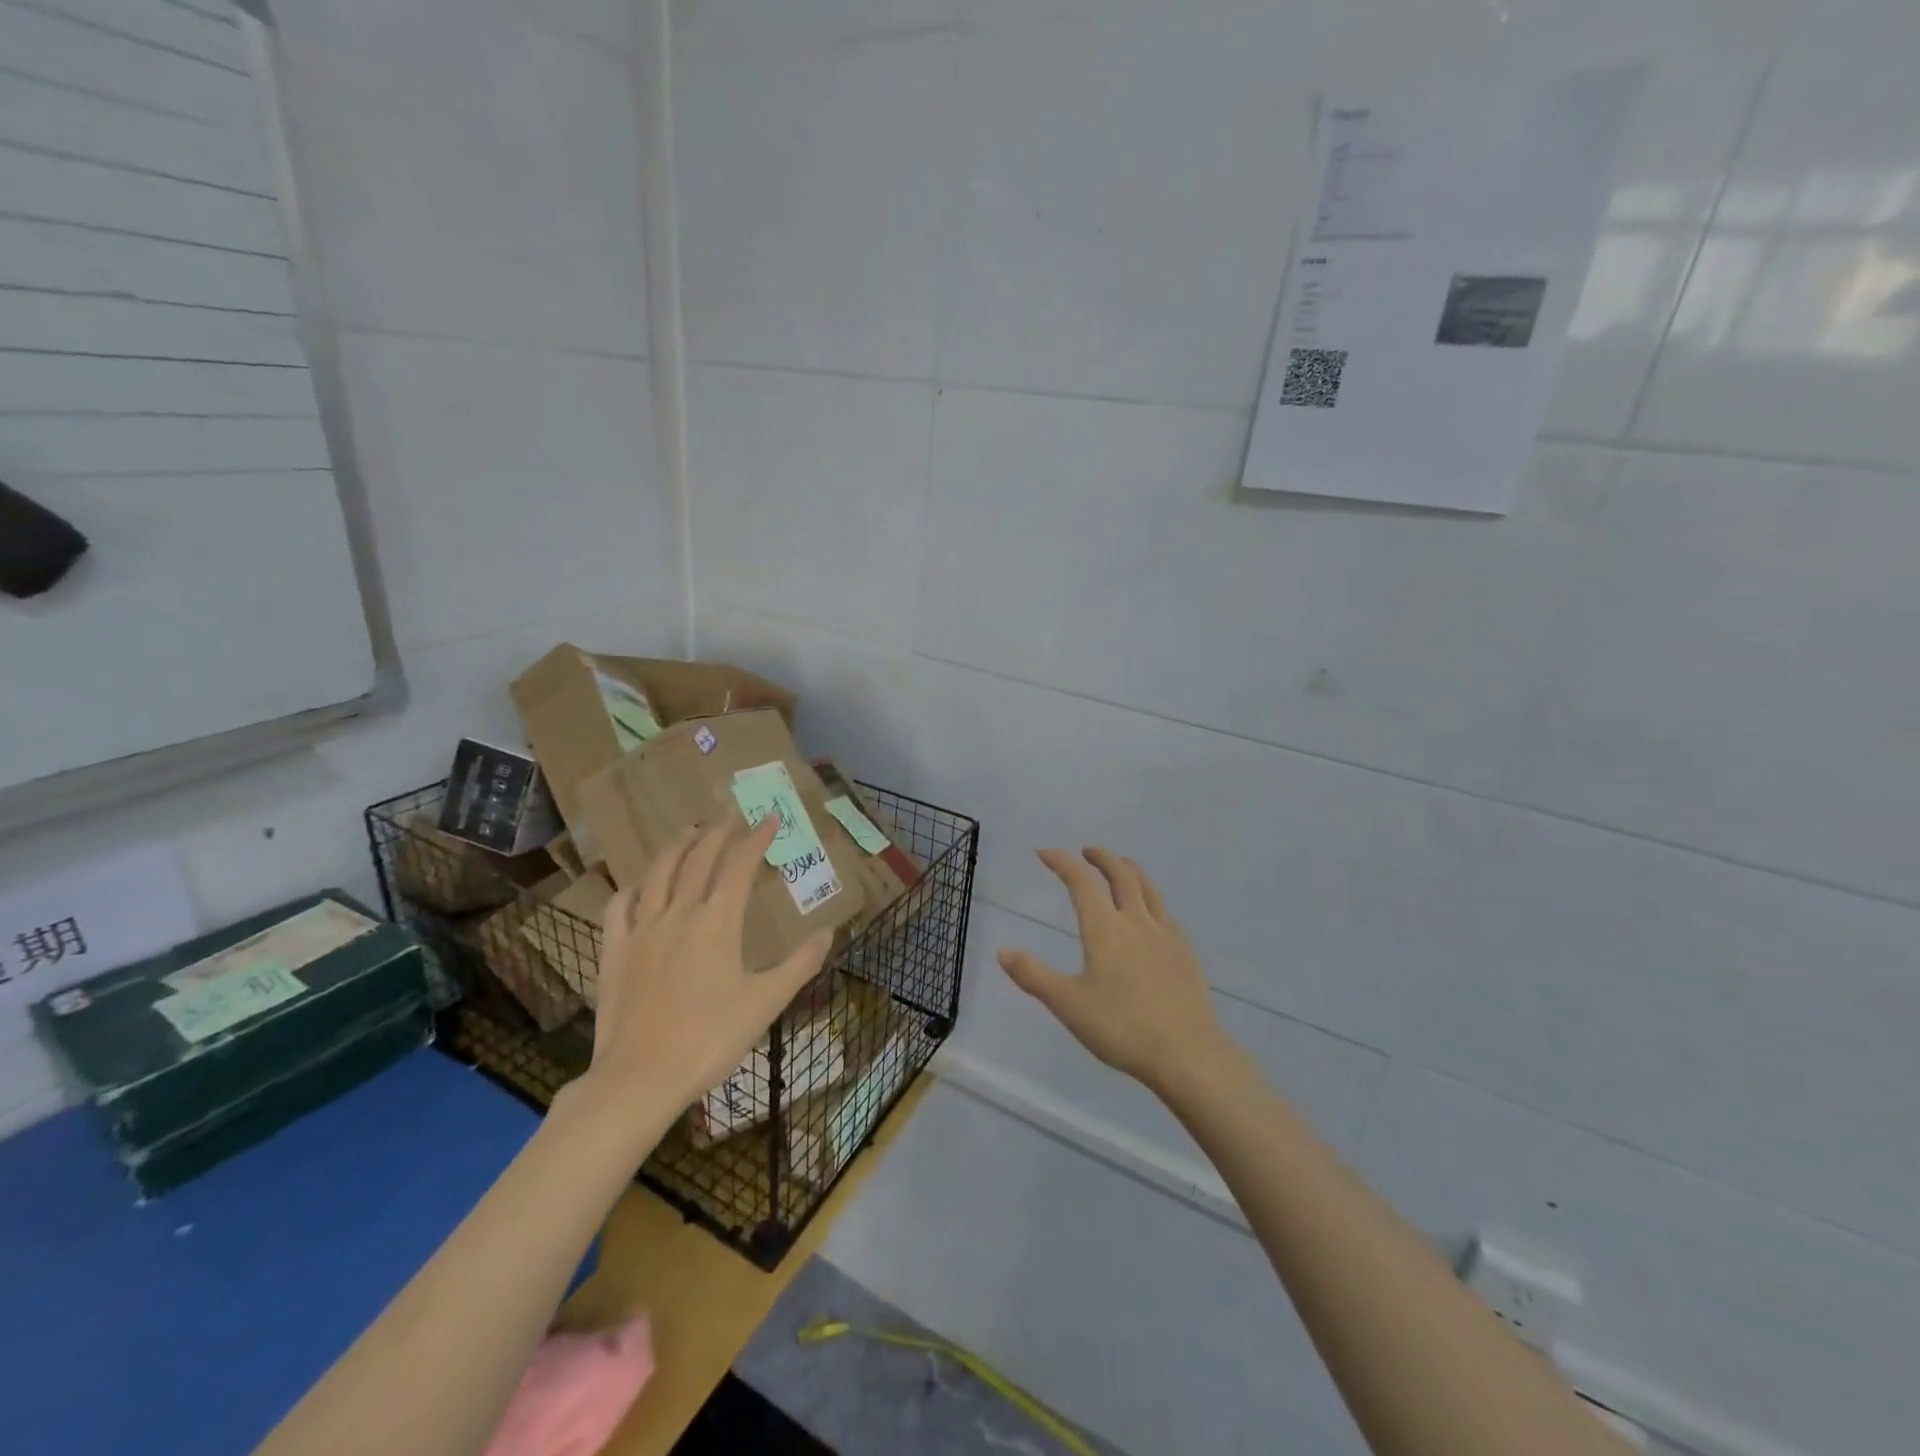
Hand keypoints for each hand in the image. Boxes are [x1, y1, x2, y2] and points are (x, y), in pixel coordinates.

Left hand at [580, 814, 833, 1118]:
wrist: (640, 1077)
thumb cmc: (710, 1039)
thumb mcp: (765, 1003)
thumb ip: (799, 964)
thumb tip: (830, 932)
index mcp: (717, 922)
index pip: (739, 865)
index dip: (756, 838)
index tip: (771, 817)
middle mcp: (679, 914)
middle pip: (698, 859)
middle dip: (718, 832)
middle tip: (731, 813)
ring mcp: (642, 930)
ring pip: (659, 873)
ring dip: (677, 846)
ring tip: (689, 831)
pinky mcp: (615, 951)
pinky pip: (620, 906)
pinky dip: (634, 887)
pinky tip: (640, 885)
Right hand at [997, 848, 1230, 1099]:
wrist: (1188, 1054)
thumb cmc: (1122, 1028)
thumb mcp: (1068, 1005)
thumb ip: (1033, 976)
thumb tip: (1003, 951)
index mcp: (1105, 930)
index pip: (1081, 882)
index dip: (1062, 862)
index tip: (1044, 853)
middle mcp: (1136, 922)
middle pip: (1121, 875)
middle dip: (1101, 857)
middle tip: (1086, 851)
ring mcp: (1165, 935)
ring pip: (1148, 888)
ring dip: (1129, 870)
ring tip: (1121, 866)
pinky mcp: (1185, 952)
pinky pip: (1165, 911)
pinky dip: (1150, 897)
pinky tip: (1150, 912)